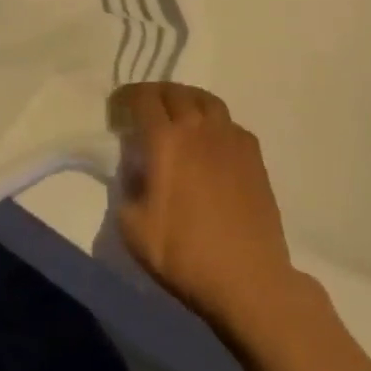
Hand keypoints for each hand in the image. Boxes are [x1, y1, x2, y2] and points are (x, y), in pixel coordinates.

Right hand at [110, 83, 301, 328]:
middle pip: (174, 92)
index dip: (126, 98)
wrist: (247, 279)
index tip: (117, 110)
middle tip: (145, 111)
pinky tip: (211, 142)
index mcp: (165, 139)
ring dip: (187, 100)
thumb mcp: (133, 228)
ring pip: (206, 100)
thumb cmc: (184, 254)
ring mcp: (230, 138)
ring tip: (179, 116)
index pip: (142, 98)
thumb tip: (135, 172)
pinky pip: (230, 123)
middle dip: (155, 95)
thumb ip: (127, 189)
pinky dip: (215, 123)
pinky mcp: (254, 155)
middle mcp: (197, 127)